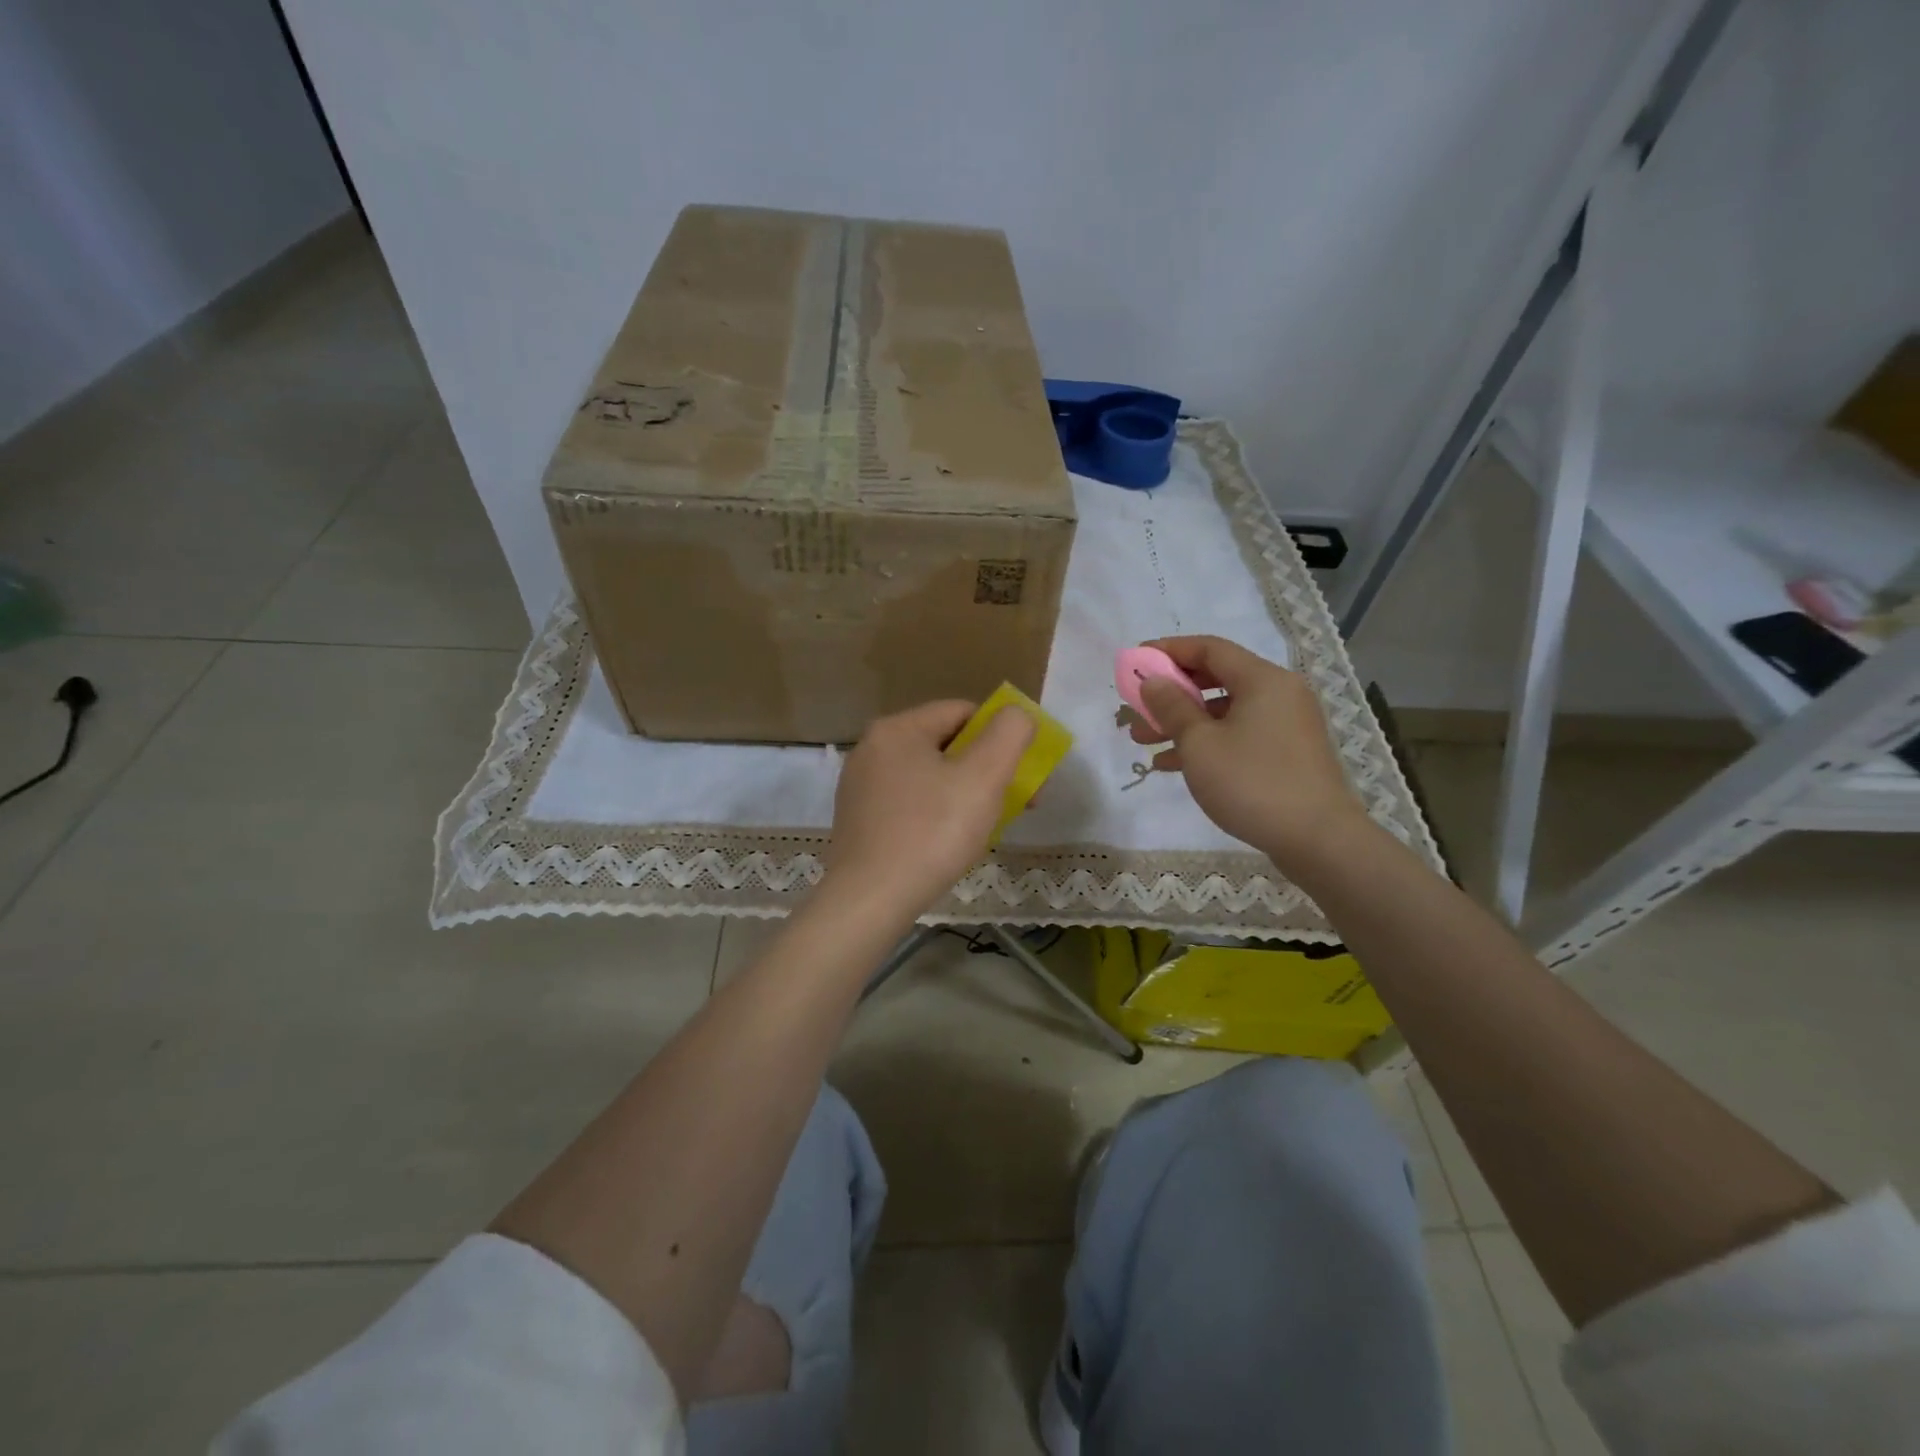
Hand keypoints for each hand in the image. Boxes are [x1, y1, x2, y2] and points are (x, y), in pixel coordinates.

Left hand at [827, 700, 1034, 915]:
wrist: (870, 900)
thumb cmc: (932, 832)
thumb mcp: (984, 777)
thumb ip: (1009, 734)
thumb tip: (1017, 715)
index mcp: (898, 729)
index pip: (963, 712)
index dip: (1001, 736)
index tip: (1022, 772)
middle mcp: (872, 749)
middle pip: (946, 745)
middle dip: (987, 769)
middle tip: (1015, 803)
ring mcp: (860, 786)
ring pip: (929, 777)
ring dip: (964, 794)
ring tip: (985, 827)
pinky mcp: (858, 820)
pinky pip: (909, 803)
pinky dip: (936, 814)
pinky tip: (949, 843)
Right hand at [1131, 635, 1370, 874]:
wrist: (1318, 840)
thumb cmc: (1253, 782)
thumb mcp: (1200, 744)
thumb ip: (1172, 707)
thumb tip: (1153, 680)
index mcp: (1262, 680)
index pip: (1209, 648)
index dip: (1168, 651)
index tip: (1135, 661)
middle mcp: (1278, 694)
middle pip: (1216, 679)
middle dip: (1170, 694)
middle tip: (1135, 708)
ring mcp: (1285, 725)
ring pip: (1224, 712)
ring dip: (1182, 722)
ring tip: (1142, 740)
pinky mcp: (1286, 754)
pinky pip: (1238, 735)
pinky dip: (1206, 742)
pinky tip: (1172, 764)